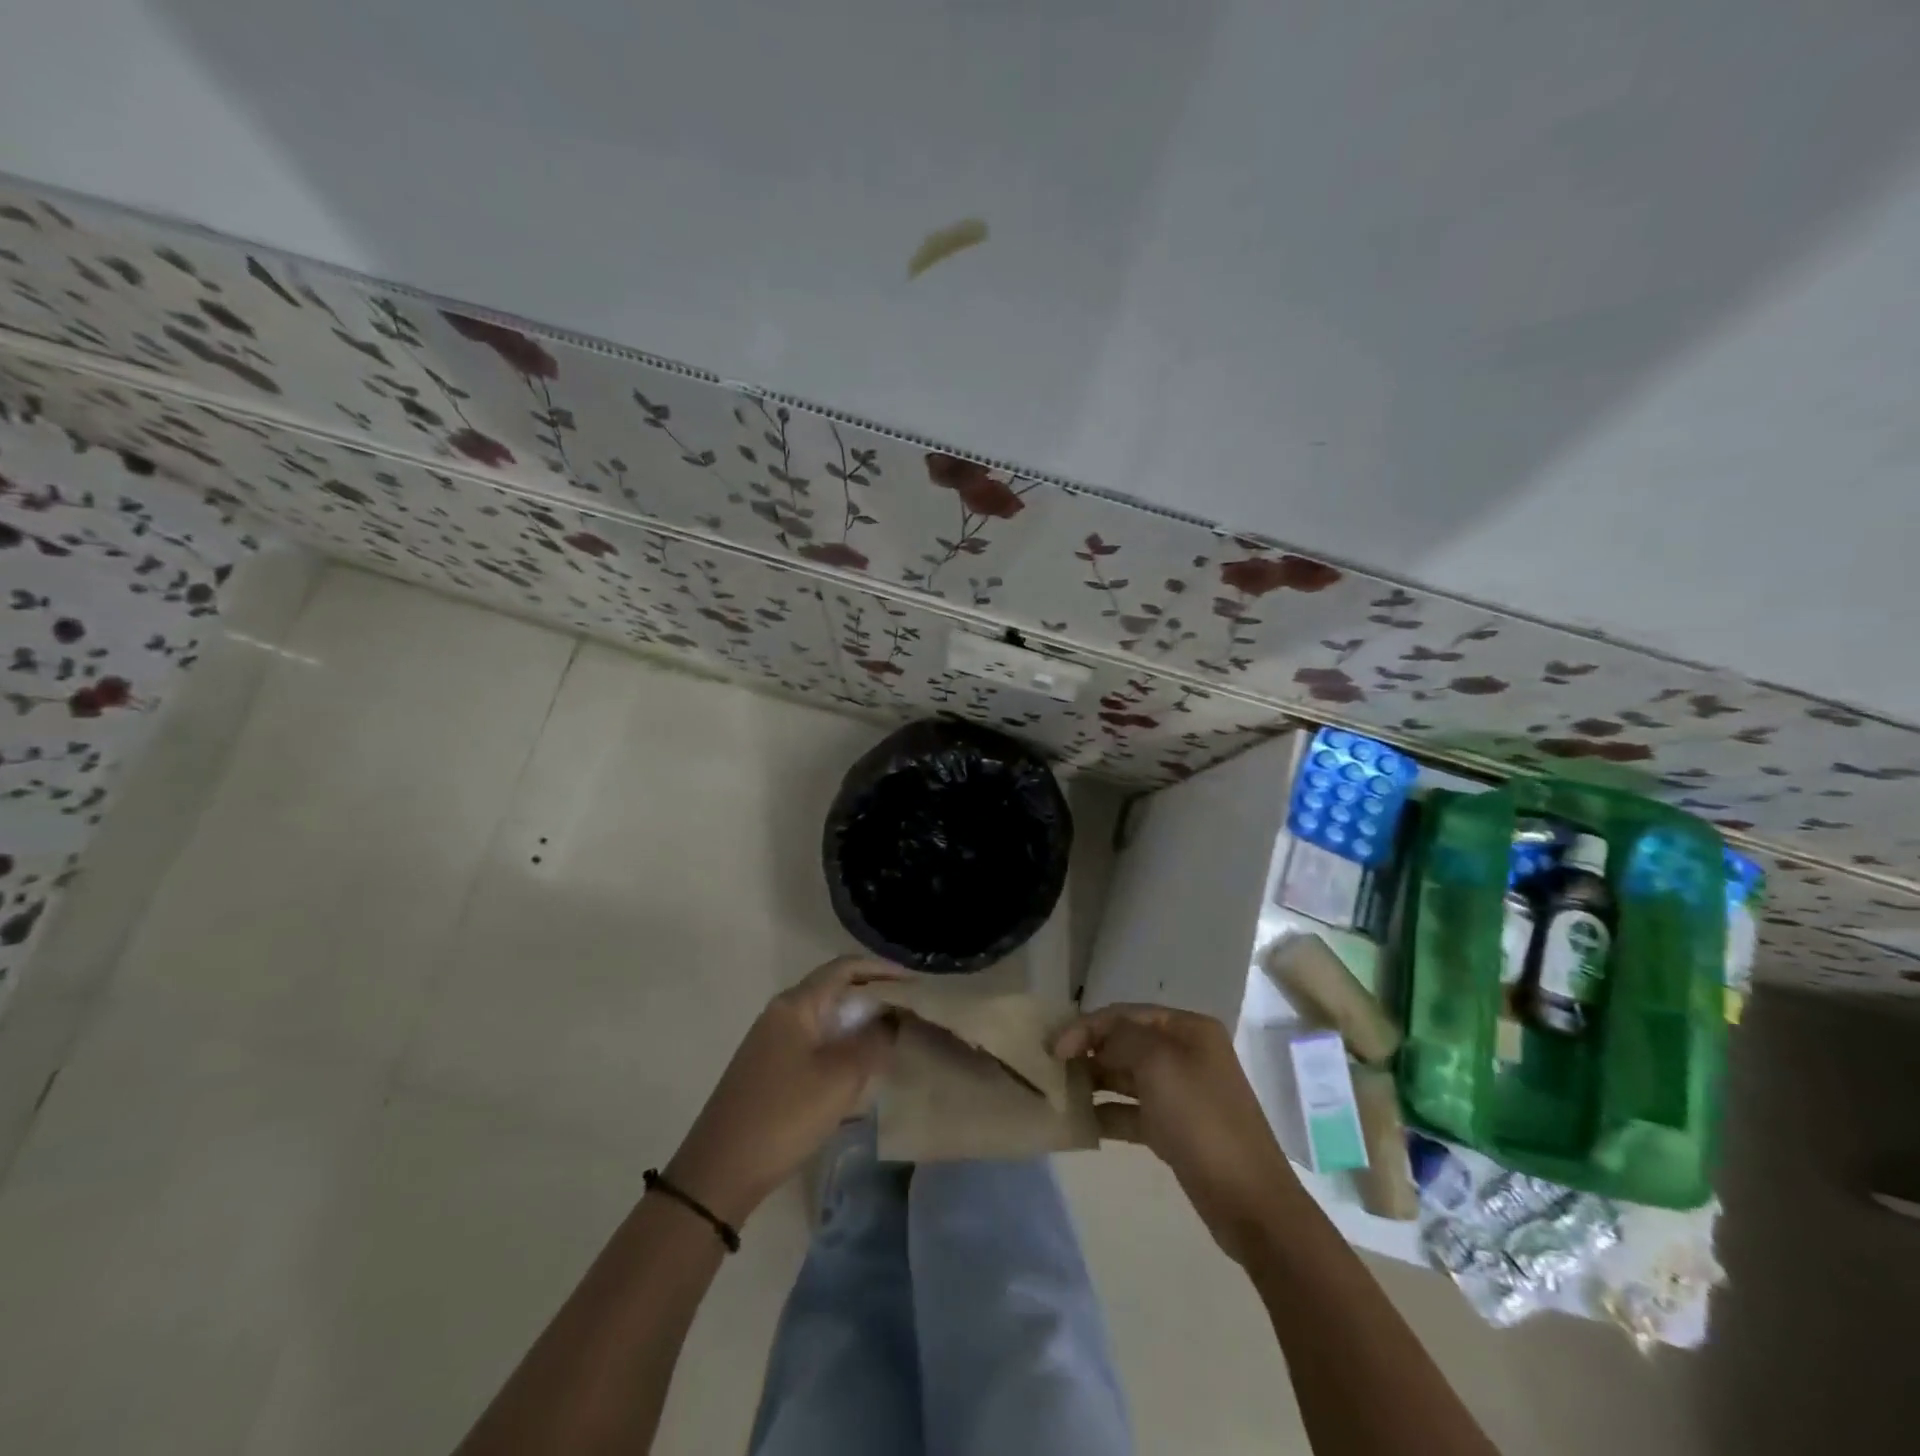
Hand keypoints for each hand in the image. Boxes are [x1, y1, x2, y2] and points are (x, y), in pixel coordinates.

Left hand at [666, 957, 898, 1226]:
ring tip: (894, 1038)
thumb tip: (893, 1018)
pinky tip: (861, 1069)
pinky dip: (842, 1047)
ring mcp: (773, 1042)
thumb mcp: (840, 1077)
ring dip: (859, 1025)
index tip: (915, 982)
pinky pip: (816, 1044)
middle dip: (874, 997)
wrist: (719, 1172)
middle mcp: (782, 1014)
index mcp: (796, 1005)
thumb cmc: (784, 1115)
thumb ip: (873, 1041)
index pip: (845, 968)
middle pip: (835, 990)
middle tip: (911, 1011)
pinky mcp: (771, 1069)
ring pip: (826, 1019)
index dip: (882, 969)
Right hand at [1053, 1003, 1299, 1263]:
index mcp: (1188, 1029)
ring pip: (1126, 1076)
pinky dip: (1107, 1113)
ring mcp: (1181, 1092)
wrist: (1249, 1201)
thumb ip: (1121, 1039)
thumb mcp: (1159, 1065)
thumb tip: (1096, 1040)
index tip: (1054, 1049)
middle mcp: (1185, 1053)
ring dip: (1094, 1081)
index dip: (1087, 1026)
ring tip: (1060, 1093)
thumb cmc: (1202, 1121)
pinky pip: (1132, 1111)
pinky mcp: (1174, 1128)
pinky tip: (1081, 1123)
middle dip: (1089, 1052)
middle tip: (1051, 1069)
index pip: (1125, 1014)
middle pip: (1125, 1042)